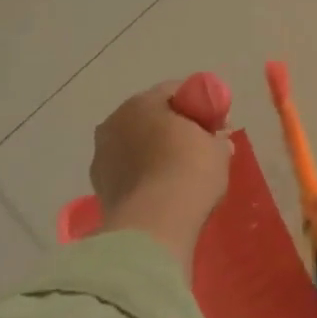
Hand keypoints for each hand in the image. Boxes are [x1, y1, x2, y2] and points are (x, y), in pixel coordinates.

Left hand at [90, 81, 230, 264]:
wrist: (154, 226)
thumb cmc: (190, 173)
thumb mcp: (218, 150)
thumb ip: (215, 138)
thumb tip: (214, 141)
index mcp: (144, 102)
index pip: (176, 91)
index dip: (199, 104)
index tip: (215, 124)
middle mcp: (116, 121)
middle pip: (151, 116)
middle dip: (173, 127)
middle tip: (198, 146)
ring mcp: (102, 155)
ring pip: (136, 143)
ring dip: (153, 151)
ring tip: (177, 172)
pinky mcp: (98, 187)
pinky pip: (128, 170)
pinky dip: (142, 174)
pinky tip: (160, 189)